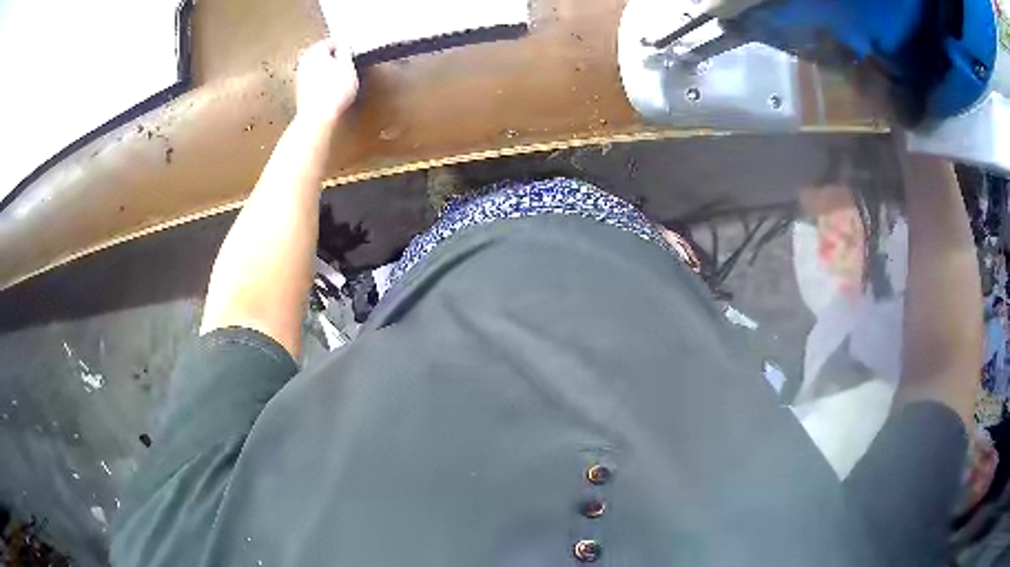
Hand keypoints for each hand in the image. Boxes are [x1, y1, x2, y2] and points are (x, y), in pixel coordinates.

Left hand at [295, 38, 358, 127]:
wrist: (318, 117)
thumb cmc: (333, 91)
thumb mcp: (348, 66)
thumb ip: (346, 51)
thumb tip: (344, 45)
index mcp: (314, 51)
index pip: (331, 42)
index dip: (344, 48)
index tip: (351, 54)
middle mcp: (304, 62)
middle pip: (323, 55)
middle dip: (334, 60)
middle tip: (347, 67)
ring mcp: (300, 78)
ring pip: (319, 68)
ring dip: (329, 72)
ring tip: (340, 81)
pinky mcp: (301, 92)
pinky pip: (315, 81)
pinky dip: (323, 83)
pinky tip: (331, 91)